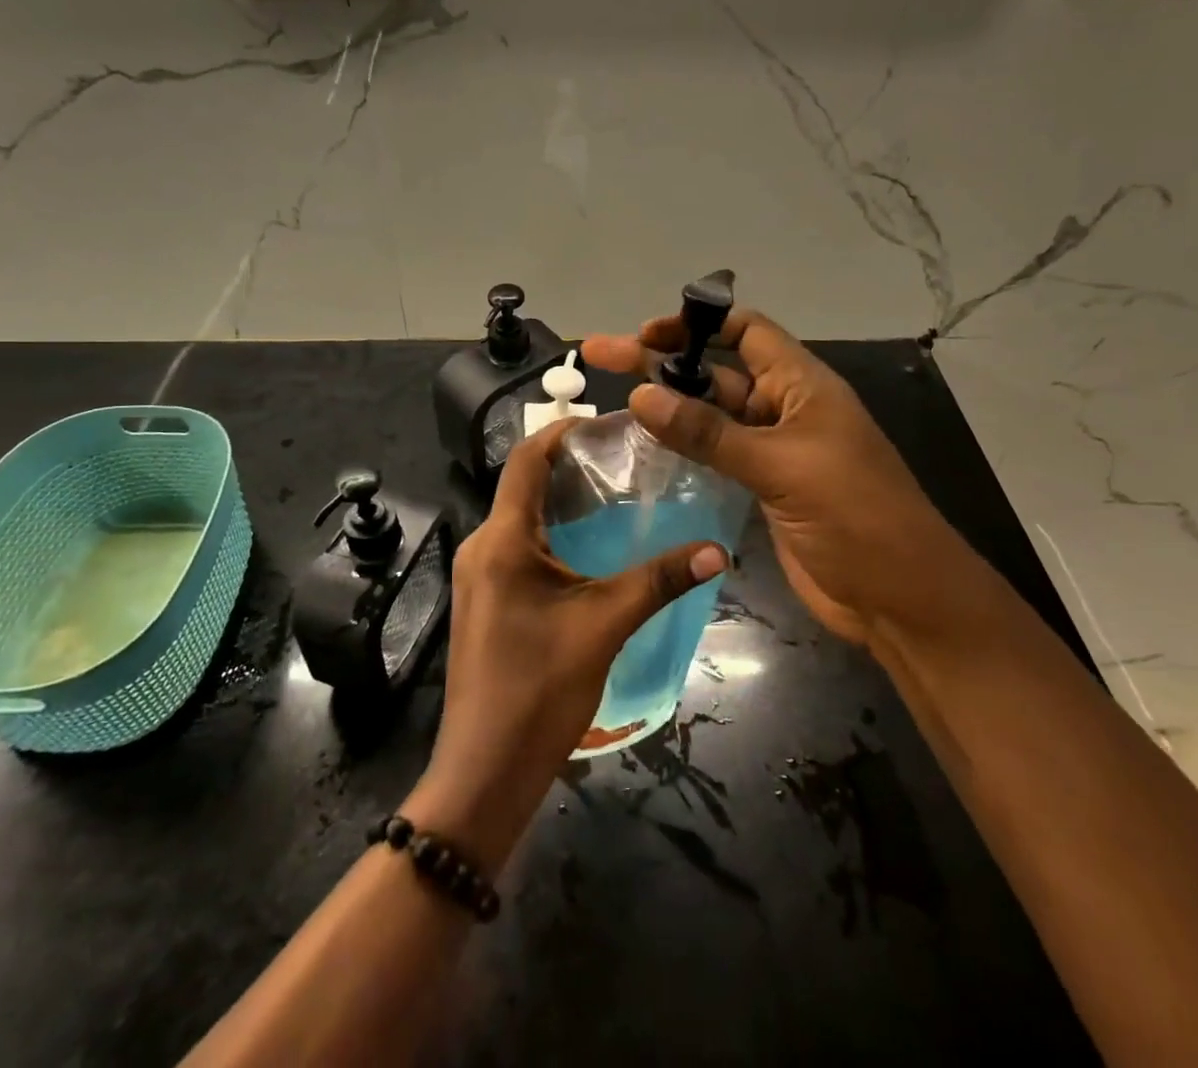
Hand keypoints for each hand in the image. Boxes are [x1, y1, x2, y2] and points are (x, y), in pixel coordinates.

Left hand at [403, 422, 725, 872]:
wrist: (485, 771)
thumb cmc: (539, 690)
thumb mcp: (604, 626)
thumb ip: (659, 581)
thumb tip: (718, 550)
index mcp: (502, 540)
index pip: (526, 460)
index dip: (563, 433)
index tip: (608, 425)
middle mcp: (481, 547)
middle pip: (523, 485)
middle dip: (570, 466)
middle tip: (625, 460)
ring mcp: (478, 576)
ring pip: (521, 518)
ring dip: (562, 502)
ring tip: (614, 496)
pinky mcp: (485, 600)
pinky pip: (517, 548)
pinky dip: (551, 534)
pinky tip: (590, 549)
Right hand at [584, 309, 972, 648]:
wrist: (900, 599)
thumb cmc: (854, 515)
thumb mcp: (781, 466)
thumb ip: (709, 433)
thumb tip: (640, 395)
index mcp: (800, 385)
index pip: (745, 331)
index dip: (696, 323)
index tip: (644, 332)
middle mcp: (783, 408)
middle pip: (715, 372)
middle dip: (662, 362)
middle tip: (600, 355)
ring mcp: (771, 450)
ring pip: (709, 416)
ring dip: (666, 406)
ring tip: (611, 401)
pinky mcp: (761, 487)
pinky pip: (712, 455)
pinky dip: (679, 448)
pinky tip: (642, 448)